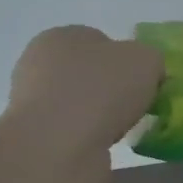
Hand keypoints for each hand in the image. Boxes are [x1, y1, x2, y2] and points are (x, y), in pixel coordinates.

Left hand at [7, 26, 163, 150]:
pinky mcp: (34, 136)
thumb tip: (146, 72)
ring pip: (79, 104)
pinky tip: (101, 145)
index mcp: (60, 36)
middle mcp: (38, 64)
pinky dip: (88, 137)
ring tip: (120, 130)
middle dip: (112, 90)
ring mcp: (31, 102)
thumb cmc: (101, 90)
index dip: (126, 61)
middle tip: (135, 106)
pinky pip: (72, 131)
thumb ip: (150, 59)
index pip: (99, 42)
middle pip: (88, 73)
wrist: (59, 146)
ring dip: (100, 115)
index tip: (143, 82)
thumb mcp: (146, 60)